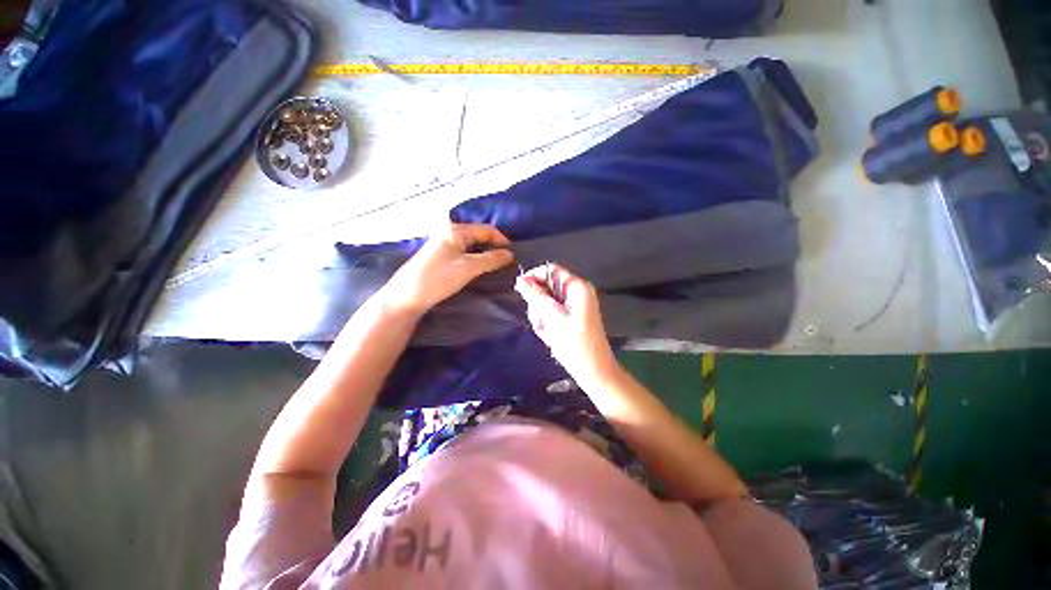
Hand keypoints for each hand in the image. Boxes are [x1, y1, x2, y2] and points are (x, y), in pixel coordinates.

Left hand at [382, 222, 513, 313]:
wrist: (407, 296)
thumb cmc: (438, 278)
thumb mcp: (468, 267)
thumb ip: (491, 259)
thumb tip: (510, 254)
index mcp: (456, 230)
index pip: (487, 230)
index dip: (502, 241)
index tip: (513, 256)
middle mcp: (450, 232)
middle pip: (480, 236)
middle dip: (494, 247)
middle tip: (507, 262)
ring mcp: (445, 244)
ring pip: (473, 246)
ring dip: (486, 254)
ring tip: (497, 266)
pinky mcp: (442, 256)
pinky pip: (465, 253)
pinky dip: (476, 259)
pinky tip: (481, 268)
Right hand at [514, 263, 618, 384]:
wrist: (593, 371)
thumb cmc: (574, 343)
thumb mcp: (551, 317)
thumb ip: (535, 296)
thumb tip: (521, 279)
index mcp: (577, 287)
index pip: (551, 270)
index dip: (534, 276)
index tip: (520, 290)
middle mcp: (577, 292)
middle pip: (547, 287)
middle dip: (539, 304)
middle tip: (540, 321)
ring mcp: (575, 305)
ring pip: (547, 302)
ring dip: (542, 317)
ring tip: (547, 333)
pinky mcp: (571, 317)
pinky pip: (552, 314)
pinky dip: (547, 324)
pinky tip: (551, 337)